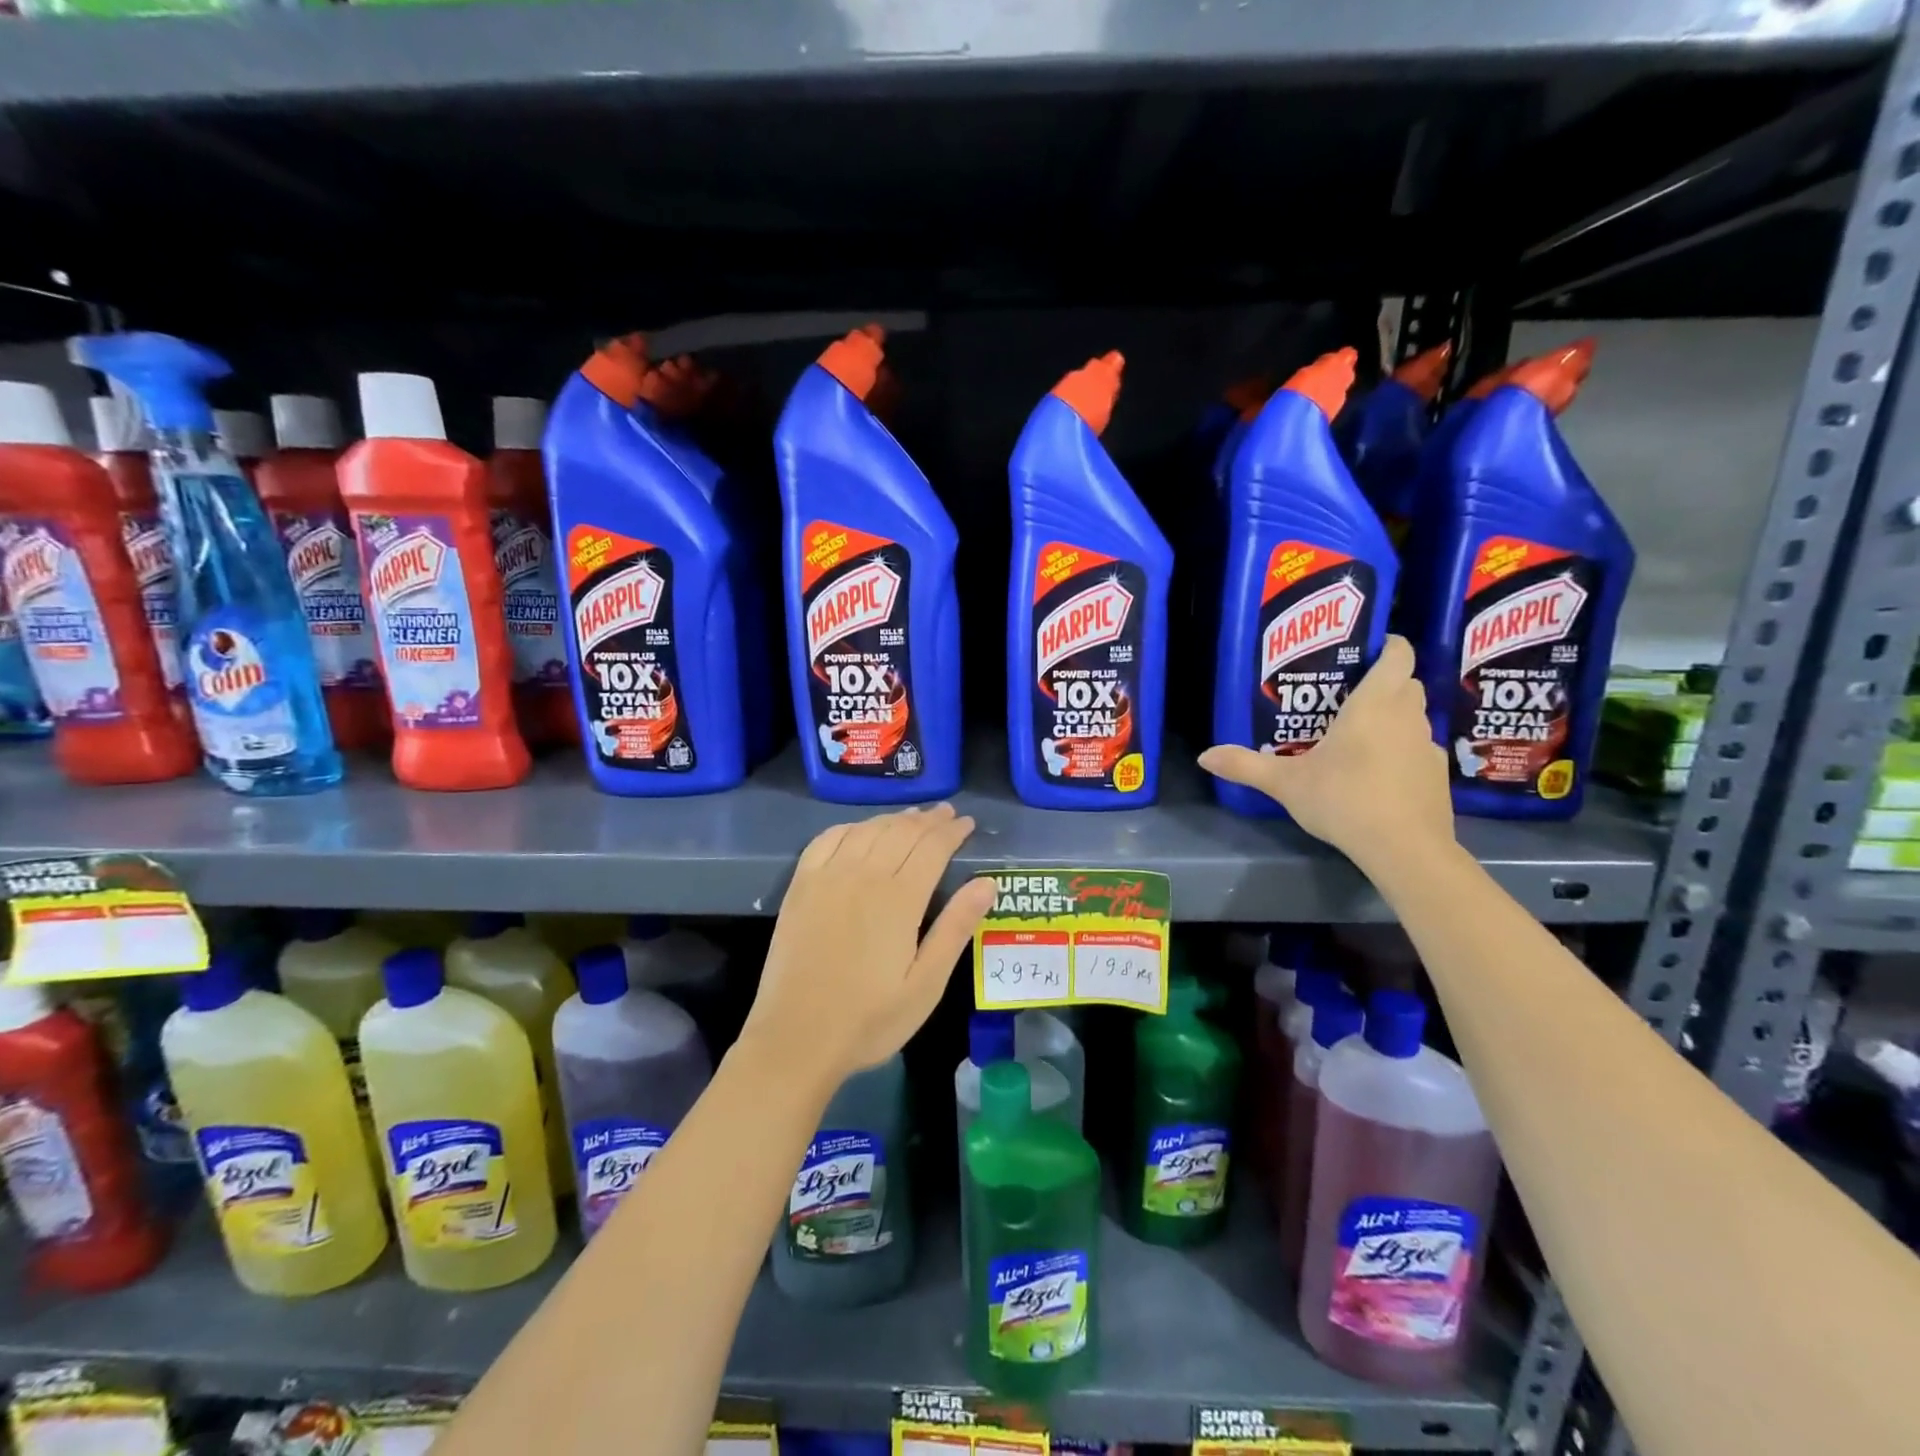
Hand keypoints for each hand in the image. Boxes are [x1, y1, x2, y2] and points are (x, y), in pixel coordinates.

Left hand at [742, 804, 995, 1088]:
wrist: (796, 1038)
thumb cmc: (870, 1019)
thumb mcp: (926, 984)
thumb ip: (956, 928)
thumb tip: (986, 882)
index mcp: (899, 899)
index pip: (932, 847)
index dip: (952, 832)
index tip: (968, 824)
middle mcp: (863, 875)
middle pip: (901, 832)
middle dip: (928, 820)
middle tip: (946, 814)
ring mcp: (827, 877)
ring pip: (868, 830)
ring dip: (894, 819)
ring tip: (912, 817)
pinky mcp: (801, 886)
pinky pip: (827, 839)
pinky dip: (851, 827)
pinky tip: (861, 830)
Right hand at [1198, 635, 1454, 867]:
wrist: (1404, 848)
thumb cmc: (1344, 799)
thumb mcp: (1286, 783)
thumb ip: (1245, 766)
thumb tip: (1204, 756)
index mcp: (1374, 704)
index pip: (1397, 654)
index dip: (1387, 645)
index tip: (1365, 649)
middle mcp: (1407, 716)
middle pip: (1406, 683)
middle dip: (1384, 682)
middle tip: (1347, 695)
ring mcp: (1428, 746)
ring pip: (1415, 717)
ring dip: (1394, 718)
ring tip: (1360, 735)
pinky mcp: (1438, 775)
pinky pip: (1420, 750)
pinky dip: (1403, 752)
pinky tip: (1380, 774)